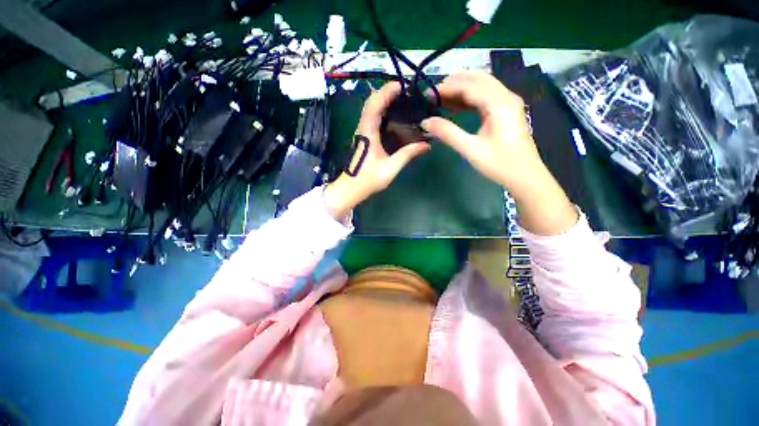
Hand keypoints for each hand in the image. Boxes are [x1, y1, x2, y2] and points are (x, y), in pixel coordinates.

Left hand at [323, 82, 430, 218]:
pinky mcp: (364, 138)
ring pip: (371, 110)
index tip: (401, 86)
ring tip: (403, 101)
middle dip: (387, 94)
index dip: (386, 92)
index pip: (374, 105)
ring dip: (384, 102)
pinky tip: (395, 117)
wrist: (351, 189)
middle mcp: (363, 128)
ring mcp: (363, 132)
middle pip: (371, 103)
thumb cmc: (368, 179)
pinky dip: (383, 112)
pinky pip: (373, 119)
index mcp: (367, 133)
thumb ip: (407, 154)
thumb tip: (426, 145)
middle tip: (405, 93)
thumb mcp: (390, 168)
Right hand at [422, 71, 577, 234]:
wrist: (525, 176)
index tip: (427, 95)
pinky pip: (485, 97)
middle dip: (453, 82)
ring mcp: (507, 103)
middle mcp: (505, 96)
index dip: (446, 88)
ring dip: (461, 89)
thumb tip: (425, 122)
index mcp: (499, 103)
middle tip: (433, 93)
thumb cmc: (500, 164)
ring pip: (482, 86)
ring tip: (440, 98)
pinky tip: (456, 106)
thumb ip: (448, 133)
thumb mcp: (471, 149)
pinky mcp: (506, 112)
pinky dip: (469, 98)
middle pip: (477, 78)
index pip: (468, 86)